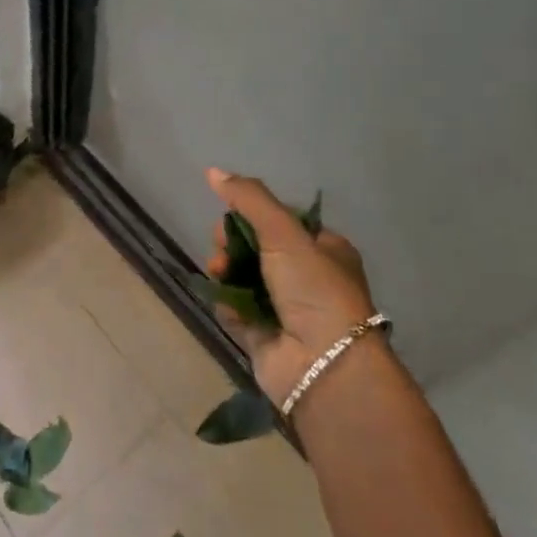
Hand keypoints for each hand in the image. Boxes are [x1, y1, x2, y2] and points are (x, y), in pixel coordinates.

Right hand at [205, 168, 377, 406]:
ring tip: (218, 270)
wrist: (323, 365)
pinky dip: (225, 301)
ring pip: (242, 276)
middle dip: (232, 242)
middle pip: (256, 247)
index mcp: (324, 250)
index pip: (281, 221)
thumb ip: (249, 198)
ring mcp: (285, 309)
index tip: (231, 215)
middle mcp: (306, 278)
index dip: (251, 215)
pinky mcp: (263, 335)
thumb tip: (212, 170)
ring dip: (225, 269)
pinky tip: (223, 299)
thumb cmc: (314, 289)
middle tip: (221, 245)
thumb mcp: (284, 232)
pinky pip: (234, 308)